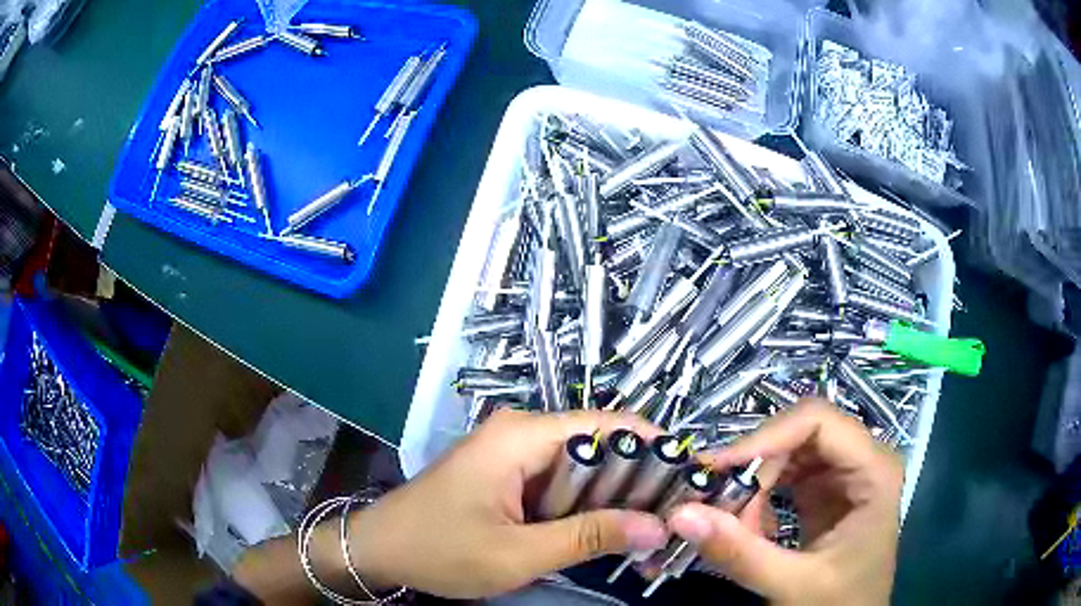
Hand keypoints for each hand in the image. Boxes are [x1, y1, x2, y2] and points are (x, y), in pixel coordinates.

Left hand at [346, 409, 669, 598]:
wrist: (379, 549)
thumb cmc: (439, 550)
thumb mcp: (518, 553)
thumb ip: (589, 537)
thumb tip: (657, 527)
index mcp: (523, 436)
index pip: (609, 425)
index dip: (654, 449)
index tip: (688, 482)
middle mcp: (522, 432)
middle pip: (600, 445)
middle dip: (637, 482)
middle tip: (672, 519)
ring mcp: (514, 453)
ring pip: (583, 467)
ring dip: (613, 498)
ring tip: (648, 530)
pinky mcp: (508, 474)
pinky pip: (561, 482)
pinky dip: (585, 505)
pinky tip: (605, 532)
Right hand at [667, 400, 903, 605]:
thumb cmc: (839, 603)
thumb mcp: (792, 584)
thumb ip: (740, 553)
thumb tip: (679, 514)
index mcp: (874, 470)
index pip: (817, 421)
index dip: (765, 437)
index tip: (716, 469)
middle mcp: (862, 458)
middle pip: (799, 434)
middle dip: (755, 467)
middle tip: (717, 506)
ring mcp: (844, 472)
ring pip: (787, 452)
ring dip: (754, 485)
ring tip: (735, 524)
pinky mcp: (826, 489)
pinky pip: (785, 475)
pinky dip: (760, 499)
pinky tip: (753, 530)